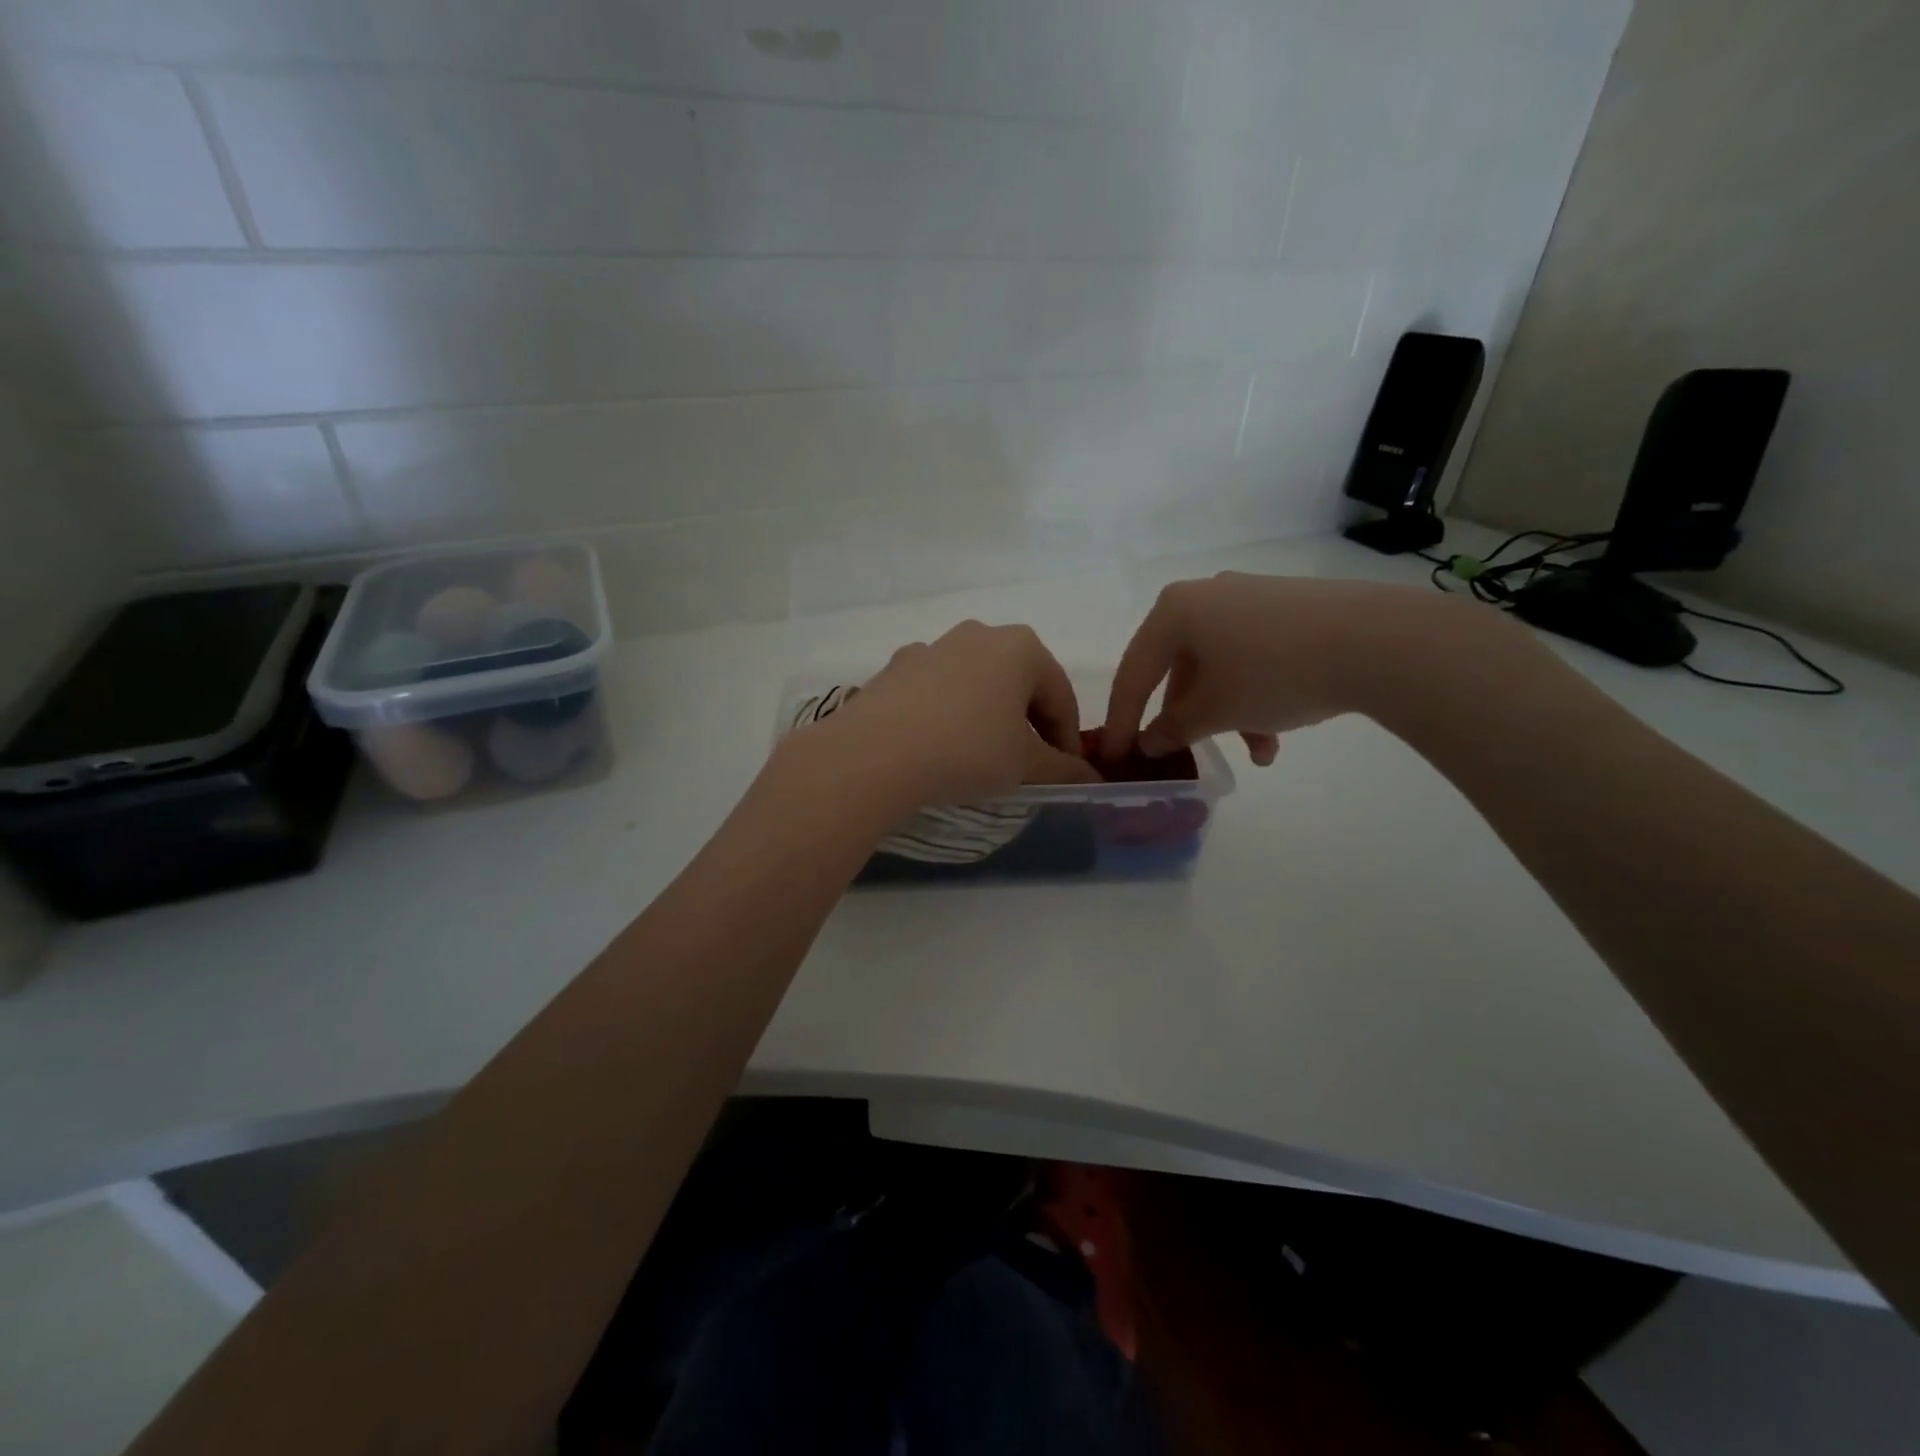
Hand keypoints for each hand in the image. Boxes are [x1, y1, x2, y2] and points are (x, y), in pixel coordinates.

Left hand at [809, 621, 1101, 808]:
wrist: (874, 754)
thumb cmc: (967, 751)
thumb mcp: (1025, 766)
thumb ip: (1064, 769)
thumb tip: (1091, 778)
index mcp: (1020, 647)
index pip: (1061, 696)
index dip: (1069, 739)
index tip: (1068, 774)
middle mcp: (978, 634)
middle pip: (1018, 684)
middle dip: (1028, 724)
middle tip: (1028, 765)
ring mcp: (931, 647)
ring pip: (976, 685)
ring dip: (987, 717)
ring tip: (981, 758)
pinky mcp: (895, 668)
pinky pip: (937, 692)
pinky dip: (948, 715)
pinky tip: (938, 747)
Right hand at [1102, 573, 1456, 762]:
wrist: (1376, 640)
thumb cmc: (1272, 674)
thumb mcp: (1215, 711)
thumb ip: (1173, 728)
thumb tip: (1150, 741)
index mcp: (1174, 611)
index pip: (1134, 673)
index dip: (1122, 720)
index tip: (1114, 756)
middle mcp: (1206, 595)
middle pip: (1180, 669)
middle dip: (1189, 719)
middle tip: (1189, 754)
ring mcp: (1249, 599)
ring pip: (1220, 667)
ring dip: (1229, 714)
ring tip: (1260, 753)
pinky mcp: (1287, 609)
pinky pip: (1252, 656)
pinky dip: (1255, 694)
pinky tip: (1279, 731)